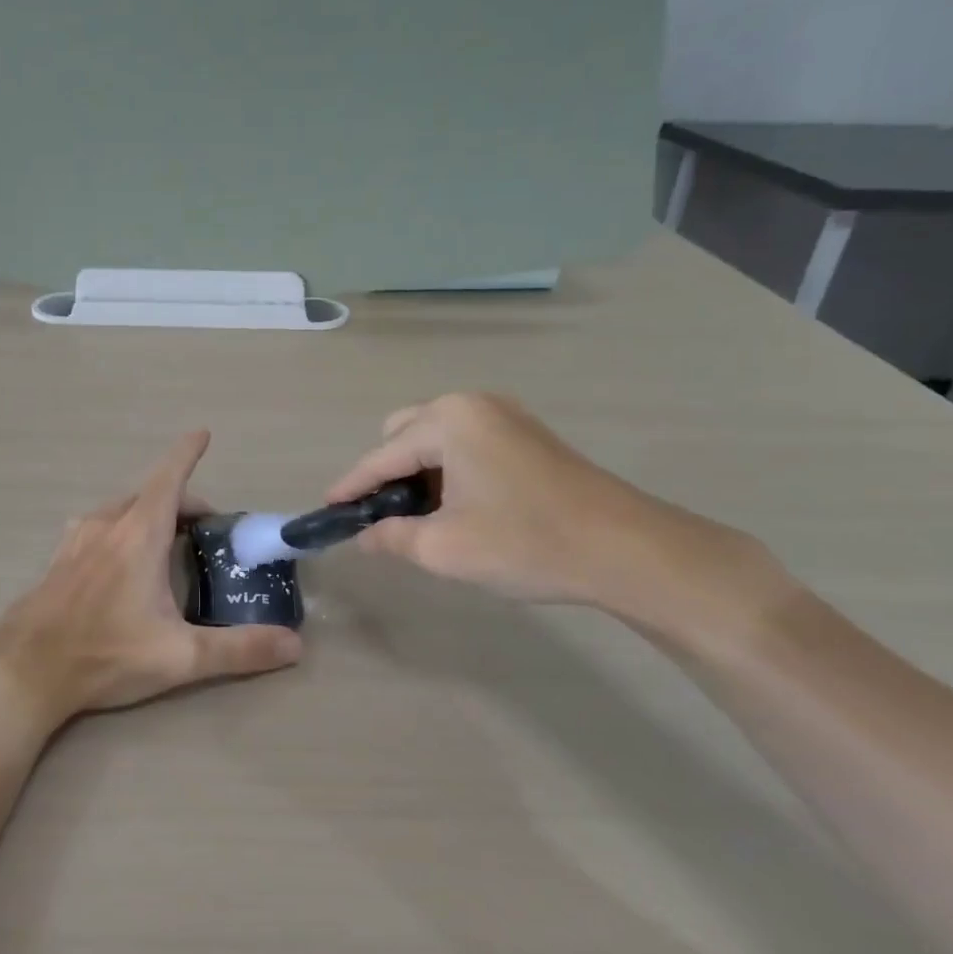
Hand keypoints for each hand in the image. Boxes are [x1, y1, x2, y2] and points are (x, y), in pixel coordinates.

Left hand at [0, 431, 300, 729]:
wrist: (25, 673)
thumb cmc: (105, 655)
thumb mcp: (180, 657)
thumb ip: (239, 650)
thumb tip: (295, 646)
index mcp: (139, 535)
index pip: (169, 479)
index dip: (187, 453)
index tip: (202, 433)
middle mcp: (107, 526)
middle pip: (150, 494)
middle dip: (182, 501)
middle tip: (206, 529)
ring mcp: (76, 540)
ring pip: (120, 509)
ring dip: (149, 513)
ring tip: (167, 542)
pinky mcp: (58, 560)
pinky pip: (97, 527)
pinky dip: (120, 528)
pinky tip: (120, 560)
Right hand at [323, 392, 766, 625]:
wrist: (626, 549)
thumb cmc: (526, 542)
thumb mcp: (444, 548)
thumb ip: (392, 536)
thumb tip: (365, 536)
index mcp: (448, 420)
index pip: (382, 456)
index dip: (351, 487)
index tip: (326, 511)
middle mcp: (474, 404)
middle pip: (405, 435)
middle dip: (388, 475)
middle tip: (386, 520)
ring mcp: (505, 416)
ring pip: (437, 440)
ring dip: (419, 474)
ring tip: (423, 519)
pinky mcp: (528, 435)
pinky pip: (467, 445)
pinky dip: (449, 471)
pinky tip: (459, 507)